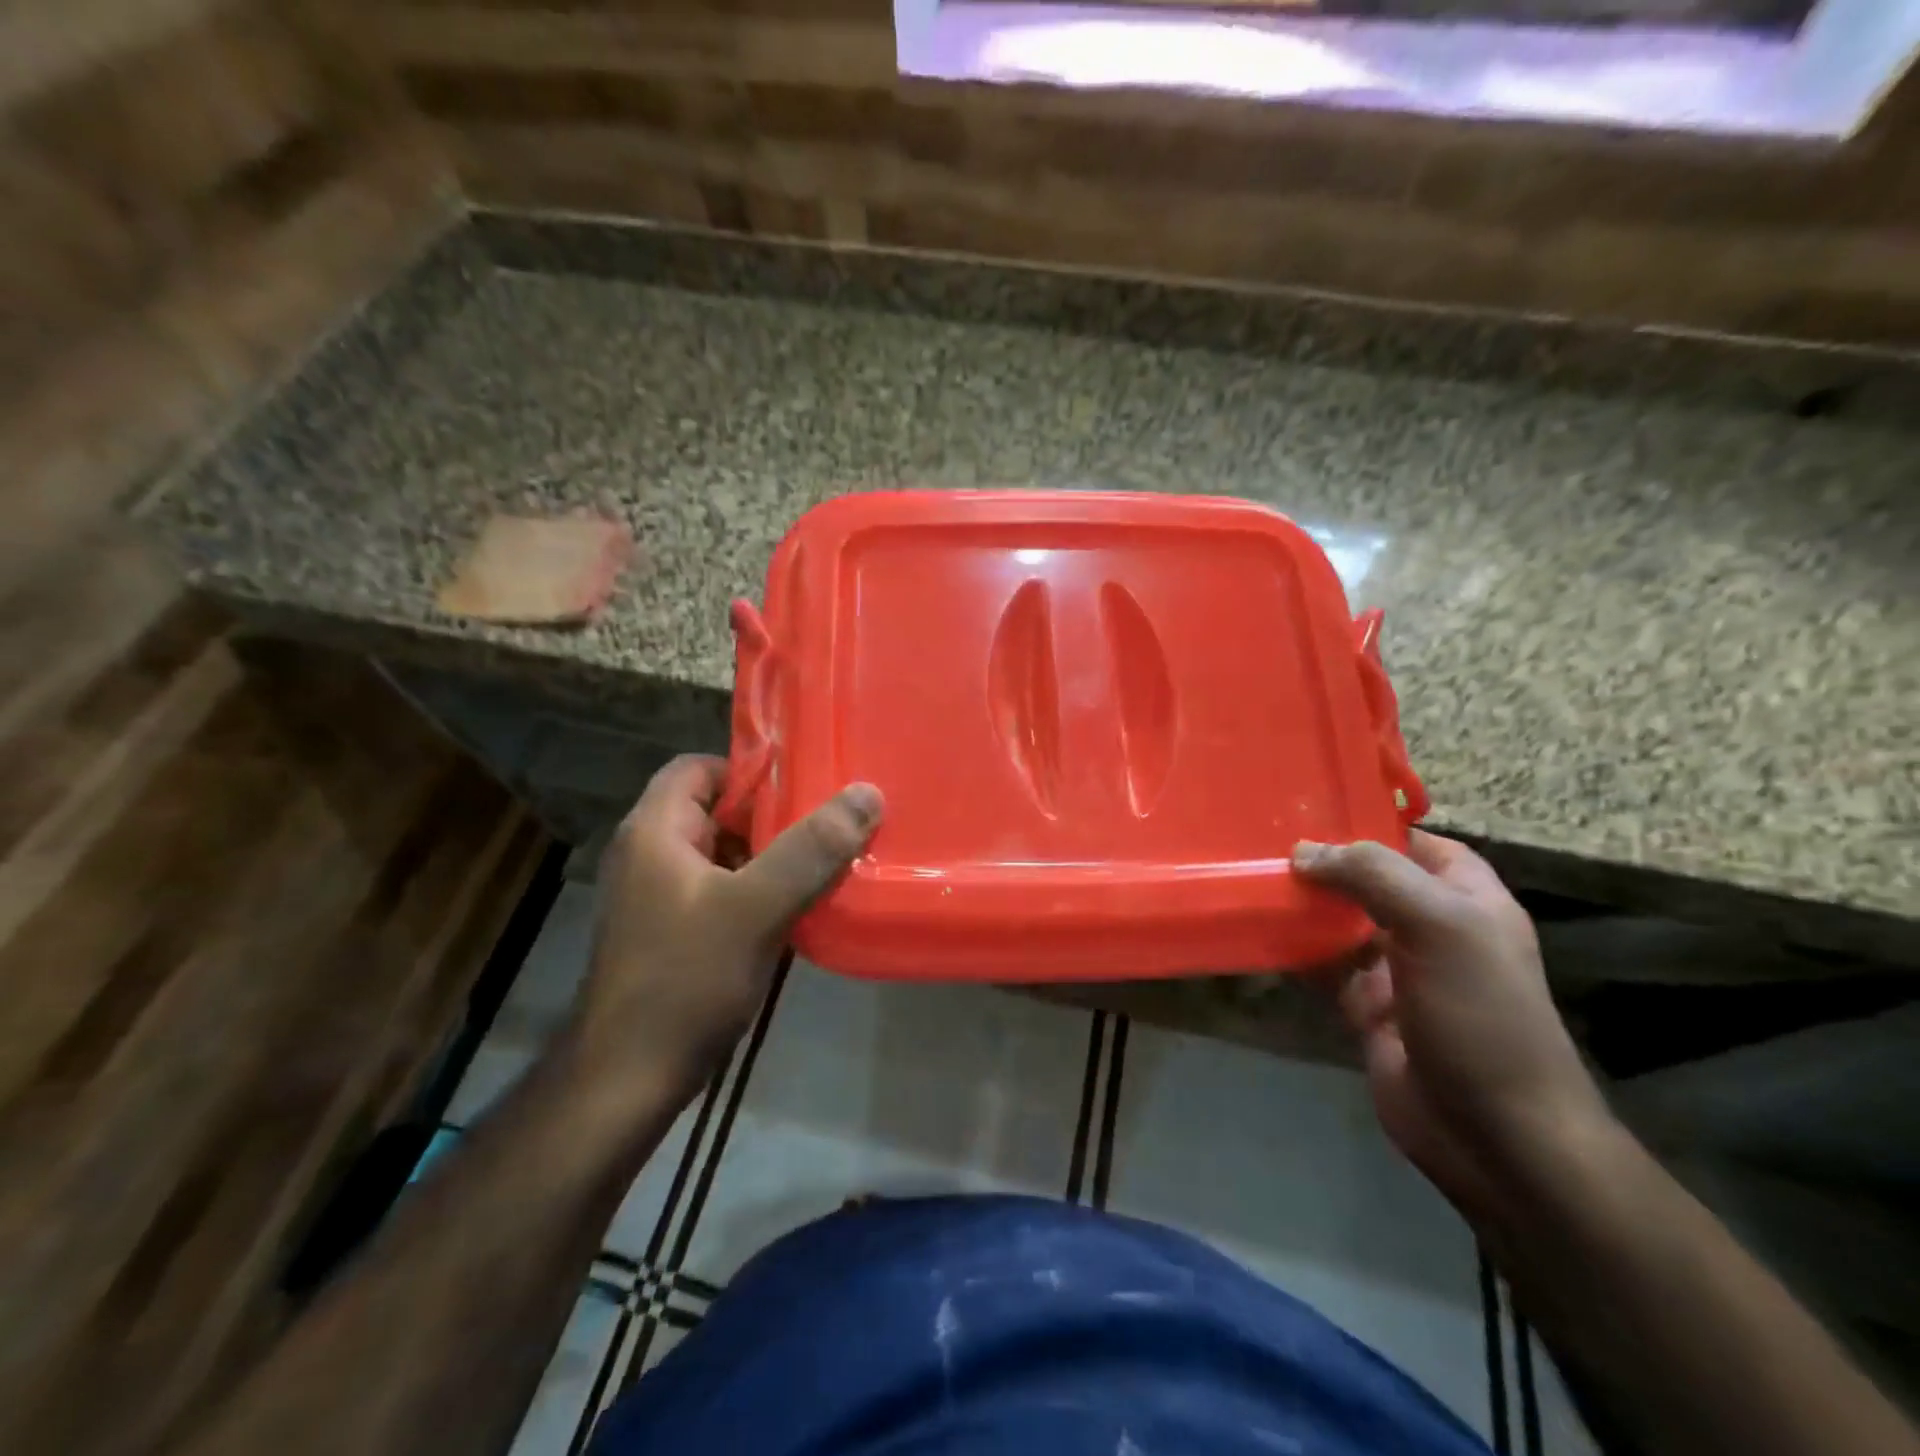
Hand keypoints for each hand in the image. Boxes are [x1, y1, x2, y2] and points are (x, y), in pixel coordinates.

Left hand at [576, 755, 882, 1089]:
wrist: (628, 1082)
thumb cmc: (685, 981)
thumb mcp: (756, 908)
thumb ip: (811, 849)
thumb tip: (866, 792)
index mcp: (654, 831)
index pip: (700, 767)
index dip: (750, 769)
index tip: (806, 786)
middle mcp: (649, 855)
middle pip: (716, 810)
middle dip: (773, 816)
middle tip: (830, 823)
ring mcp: (658, 898)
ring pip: (723, 854)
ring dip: (771, 856)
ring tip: (826, 863)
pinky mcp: (671, 933)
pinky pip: (722, 892)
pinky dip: (758, 891)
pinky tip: (799, 908)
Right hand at [1293, 831, 1612, 1219]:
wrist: (1494, 1135)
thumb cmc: (1480, 1014)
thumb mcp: (1439, 926)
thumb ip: (1373, 876)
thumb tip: (1304, 852)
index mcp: (1466, 899)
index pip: (1415, 843)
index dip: (1370, 824)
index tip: (1309, 807)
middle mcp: (1431, 928)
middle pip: (1370, 880)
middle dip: (1324, 861)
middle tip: (1261, 837)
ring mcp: (1397, 970)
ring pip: (1340, 921)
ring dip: (1302, 903)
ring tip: (1249, 874)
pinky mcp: (1365, 1007)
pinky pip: (1322, 965)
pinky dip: (1292, 949)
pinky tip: (1256, 929)